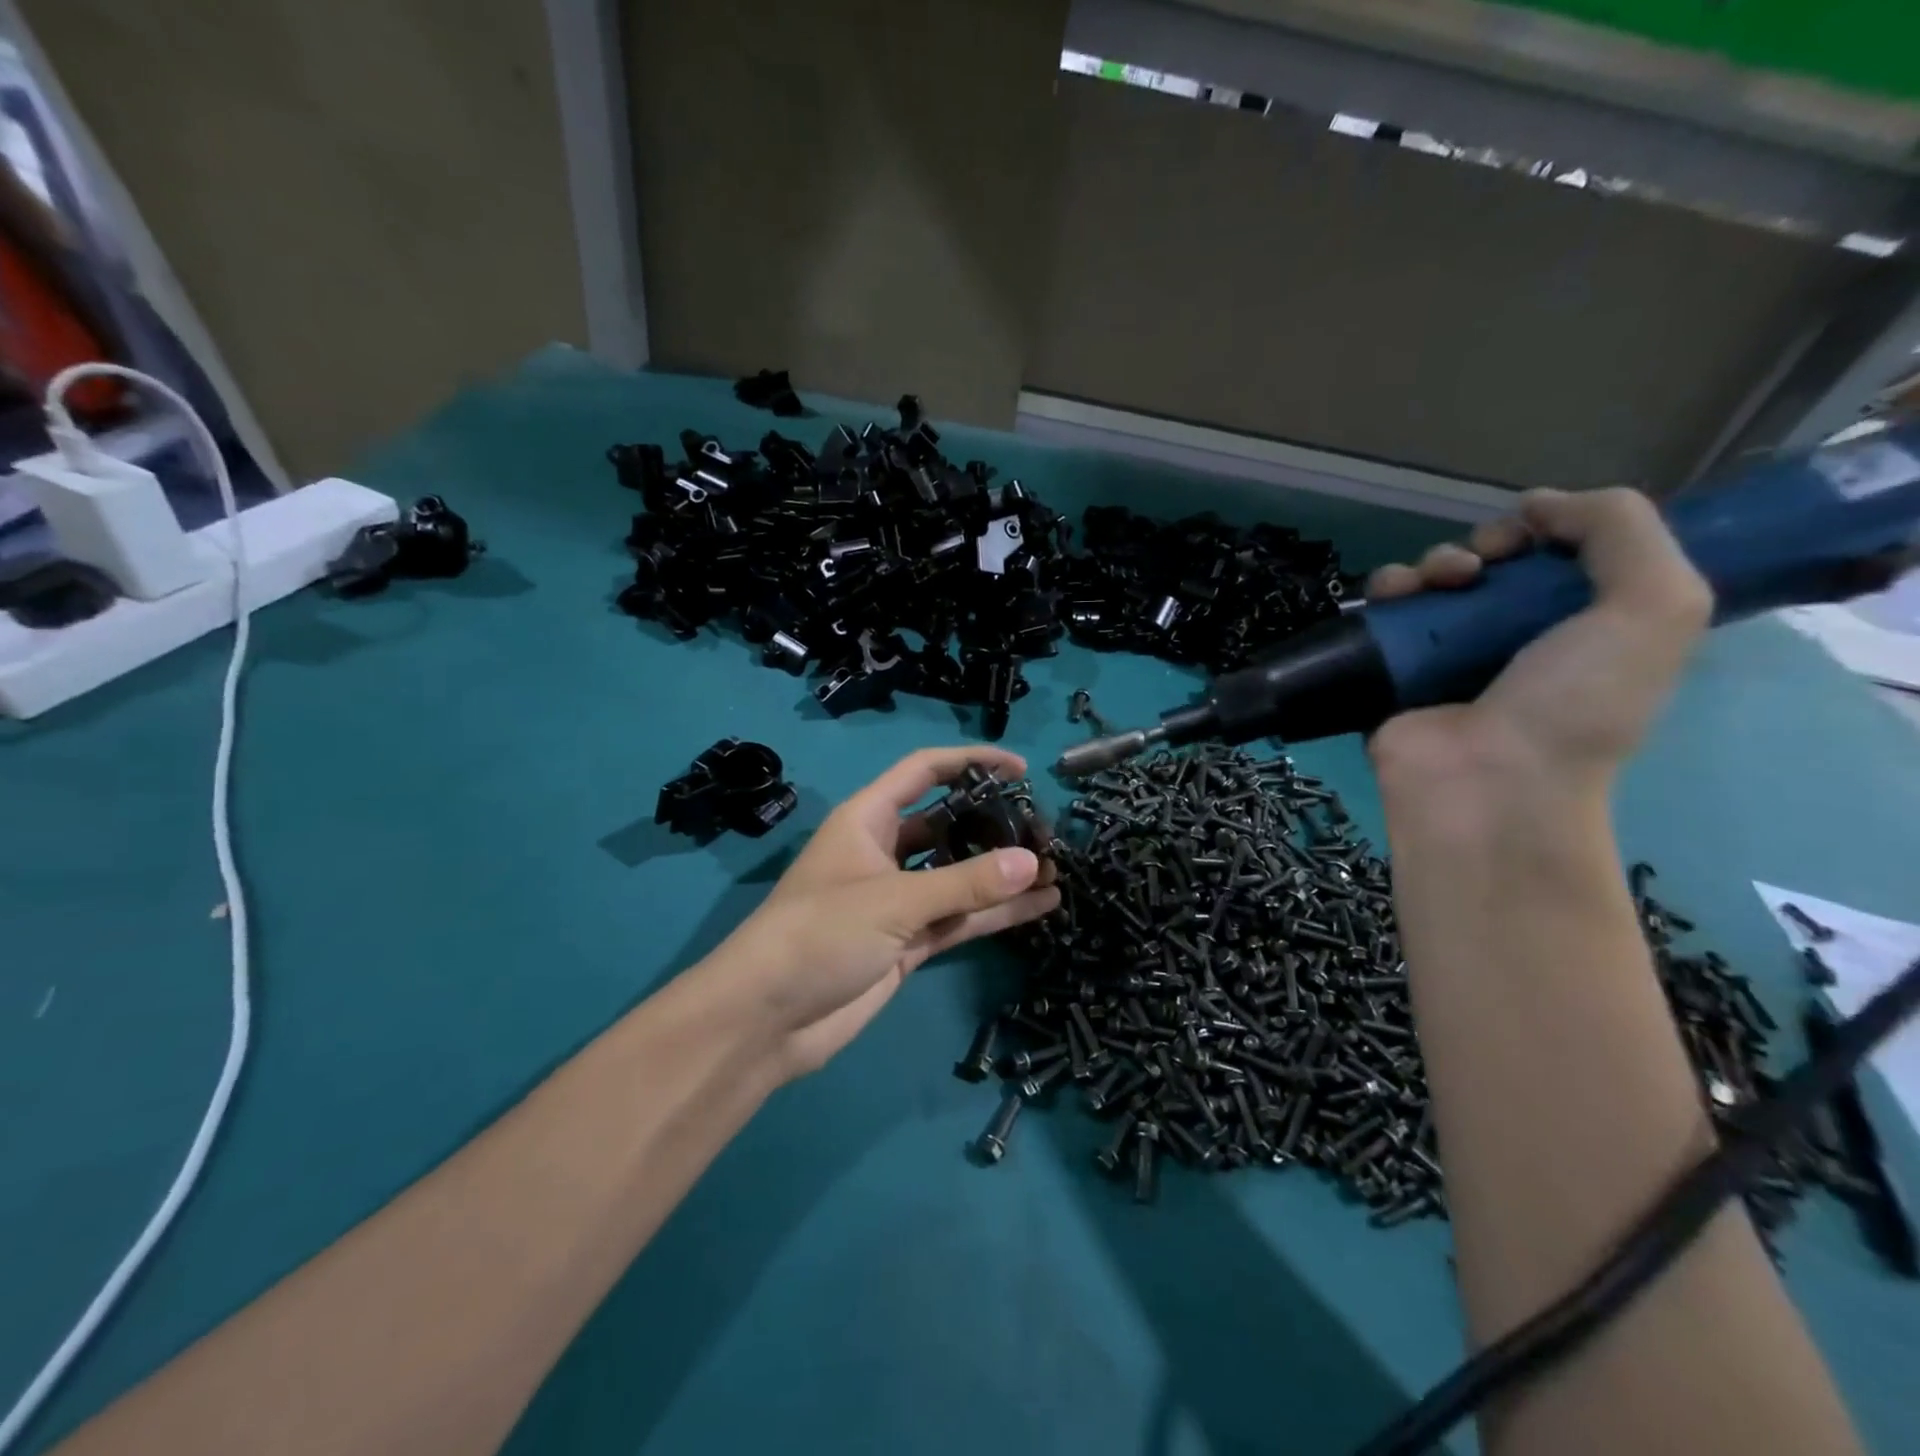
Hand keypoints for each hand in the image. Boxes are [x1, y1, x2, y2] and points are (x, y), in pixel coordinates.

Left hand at [697, 747, 1059, 1079]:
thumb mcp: (894, 900)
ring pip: (959, 876)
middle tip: (1046, 831)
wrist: (767, 1019)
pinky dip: (996, 914)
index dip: (970, 762)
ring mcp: (899, 900)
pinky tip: (1042, 906)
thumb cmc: (820, 934)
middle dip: (994, 823)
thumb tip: (1032, 863)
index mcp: (868, 820)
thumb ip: (965, 884)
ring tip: (1057, 868)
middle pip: (948, 824)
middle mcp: (885, 852)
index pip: (924, 772)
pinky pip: (960, 918)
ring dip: (1002, 873)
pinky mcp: (909, 943)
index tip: (1021, 768)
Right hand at [1366, 488, 1711, 808]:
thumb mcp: (1656, 605)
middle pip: (1493, 565)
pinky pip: (1382, 614)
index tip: (1533, 536)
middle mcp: (1514, 639)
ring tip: (1435, 583)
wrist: (1489, 782)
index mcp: (1583, 627)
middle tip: (1480, 566)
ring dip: (1430, 563)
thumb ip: (1622, 529)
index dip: (1547, 530)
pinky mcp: (1391, 671)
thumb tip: (1539, 503)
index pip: (1560, 558)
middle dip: (1484, 545)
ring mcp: (1446, 657)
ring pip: (1431, 582)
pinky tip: (1392, 597)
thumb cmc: (1577, 702)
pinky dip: (1385, 592)